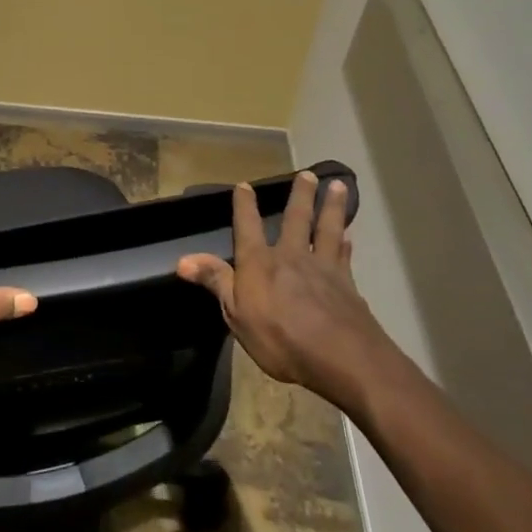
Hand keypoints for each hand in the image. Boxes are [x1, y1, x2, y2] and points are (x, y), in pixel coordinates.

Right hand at [176, 172, 388, 407]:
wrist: (342, 358)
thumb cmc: (280, 337)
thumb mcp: (236, 313)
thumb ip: (215, 281)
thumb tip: (182, 260)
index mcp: (260, 262)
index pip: (248, 226)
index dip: (244, 205)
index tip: (244, 185)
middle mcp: (291, 256)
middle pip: (296, 219)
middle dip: (300, 195)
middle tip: (308, 174)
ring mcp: (323, 268)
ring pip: (327, 229)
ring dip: (332, 207)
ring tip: (339, 186)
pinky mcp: (347, 285)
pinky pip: (345, 257)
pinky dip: (346, 244)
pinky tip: (350, 236)